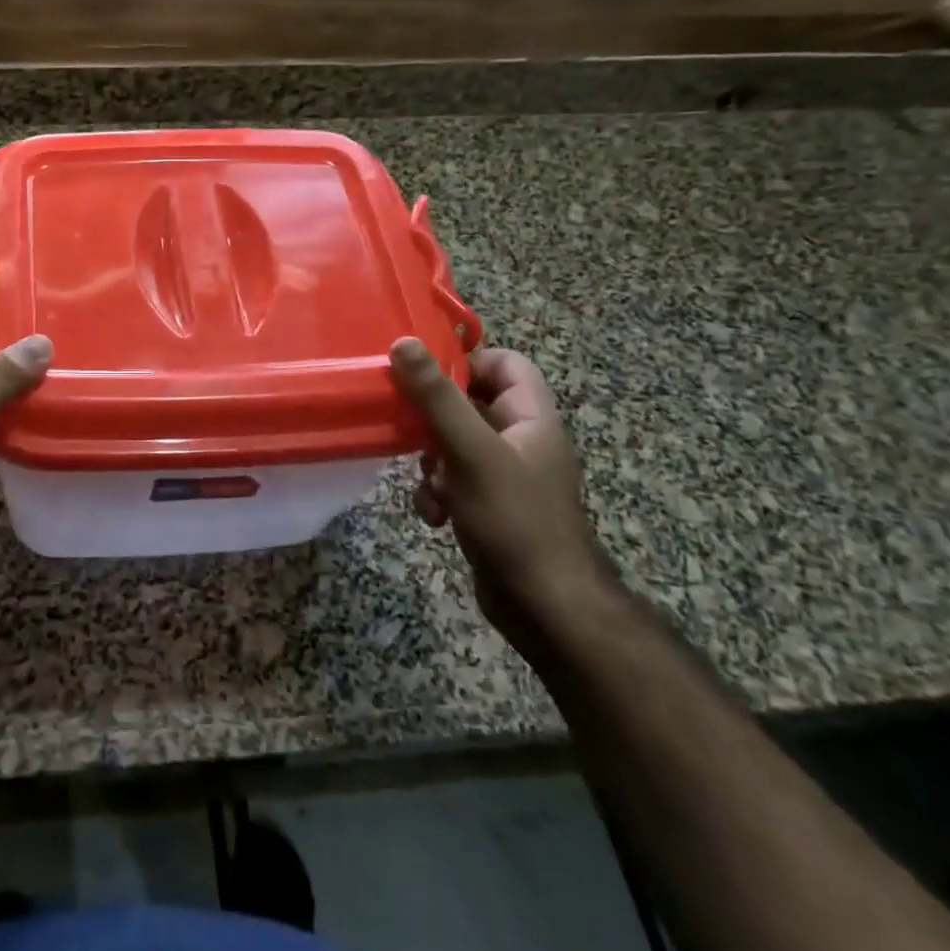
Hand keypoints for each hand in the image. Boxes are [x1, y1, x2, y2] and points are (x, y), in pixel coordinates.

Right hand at [390, 339, 619, 651]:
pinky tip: (434, 515)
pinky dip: (438, 492)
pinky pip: (455, 480)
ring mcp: (506, 475)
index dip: (466, 362)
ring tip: (428, 482)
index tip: (423, 376)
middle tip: (409, 428)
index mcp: (531, 418)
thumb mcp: (469, 451)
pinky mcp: (490, 505)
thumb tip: (404, 342)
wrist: (546, 608)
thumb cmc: (513, 519)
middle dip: (434, 418)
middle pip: (470, 403)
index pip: (504, 363)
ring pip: (455, 443)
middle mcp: (522, 440)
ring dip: (431, 460)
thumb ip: (436, 396)